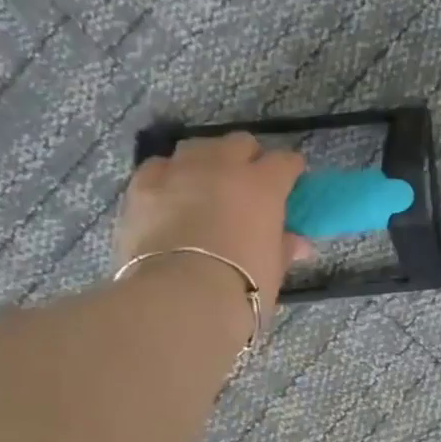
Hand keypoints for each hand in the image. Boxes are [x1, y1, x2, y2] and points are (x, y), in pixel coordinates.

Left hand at [115, 132, 311, 296]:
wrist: (180, 298)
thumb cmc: (242, 287)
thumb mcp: (272, 270)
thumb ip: (283, 248)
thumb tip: (298, 243)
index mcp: (263, 186)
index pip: (284, 162)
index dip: (289, 170)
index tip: (291, 180)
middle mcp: (223, 167)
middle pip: (239, 143)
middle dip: (247, 157)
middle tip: (248, 181)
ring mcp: (180, 171)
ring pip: (197, 147)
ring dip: (207, 160)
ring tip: (207, 183)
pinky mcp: (143, 185)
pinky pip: (160, 166)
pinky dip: (169, 175)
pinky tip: (170, 192)